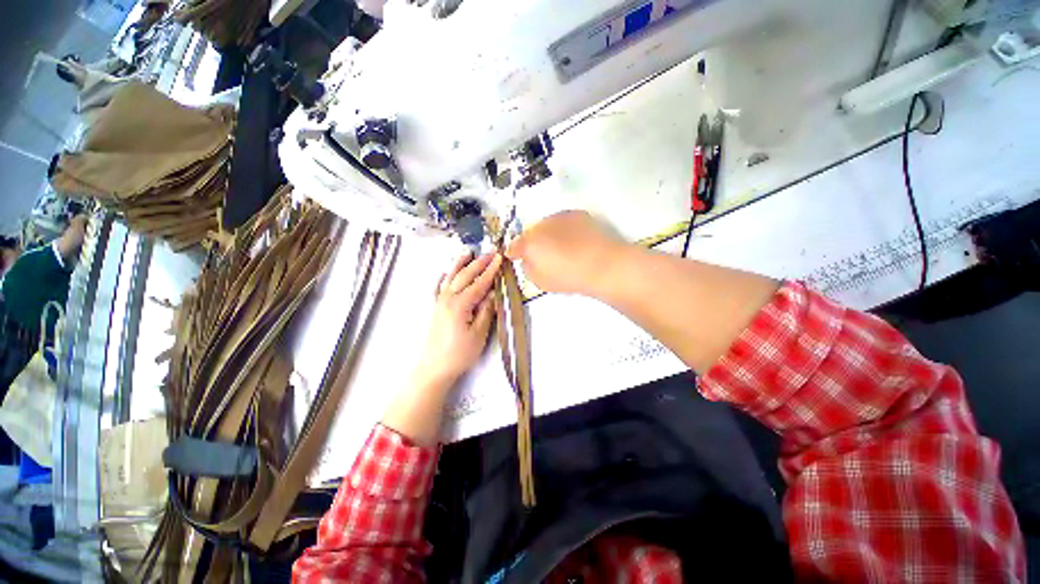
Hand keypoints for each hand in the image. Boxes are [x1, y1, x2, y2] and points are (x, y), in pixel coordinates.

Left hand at [413, 252, 501, 390]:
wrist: (434, 367)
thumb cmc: (460, 353)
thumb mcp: (479, 334)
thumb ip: (486, 311)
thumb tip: (493, 293)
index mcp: (461, 304)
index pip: (479, 283)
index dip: (490, 270)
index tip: (499, 258)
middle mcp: (448, 298)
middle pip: (465, 276)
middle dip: (479, 263)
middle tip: (490, 252)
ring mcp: (439, 301)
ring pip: (450, 277)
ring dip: (460, 263)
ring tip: (468, 252)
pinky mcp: (435, 307)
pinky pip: (438, 286)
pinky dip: (443, 276)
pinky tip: (445, 271)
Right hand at [506, 211, 625, 294]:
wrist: (601, 264)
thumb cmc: (567, 277)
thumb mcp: (540, 281)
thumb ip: (528, 268)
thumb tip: (527, 260)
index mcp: (529, 243)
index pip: (514, 246)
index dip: (513, 252)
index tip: (514, 256)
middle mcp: (540, 225)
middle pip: (531, 232)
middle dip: (533, 241)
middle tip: (541, 254)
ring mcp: (560, 217)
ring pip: (547, 225)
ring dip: (548, 233)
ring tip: (559, 247)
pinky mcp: (577, 214)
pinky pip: (564, 222)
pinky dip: (565, 230)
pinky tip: (574, 241)